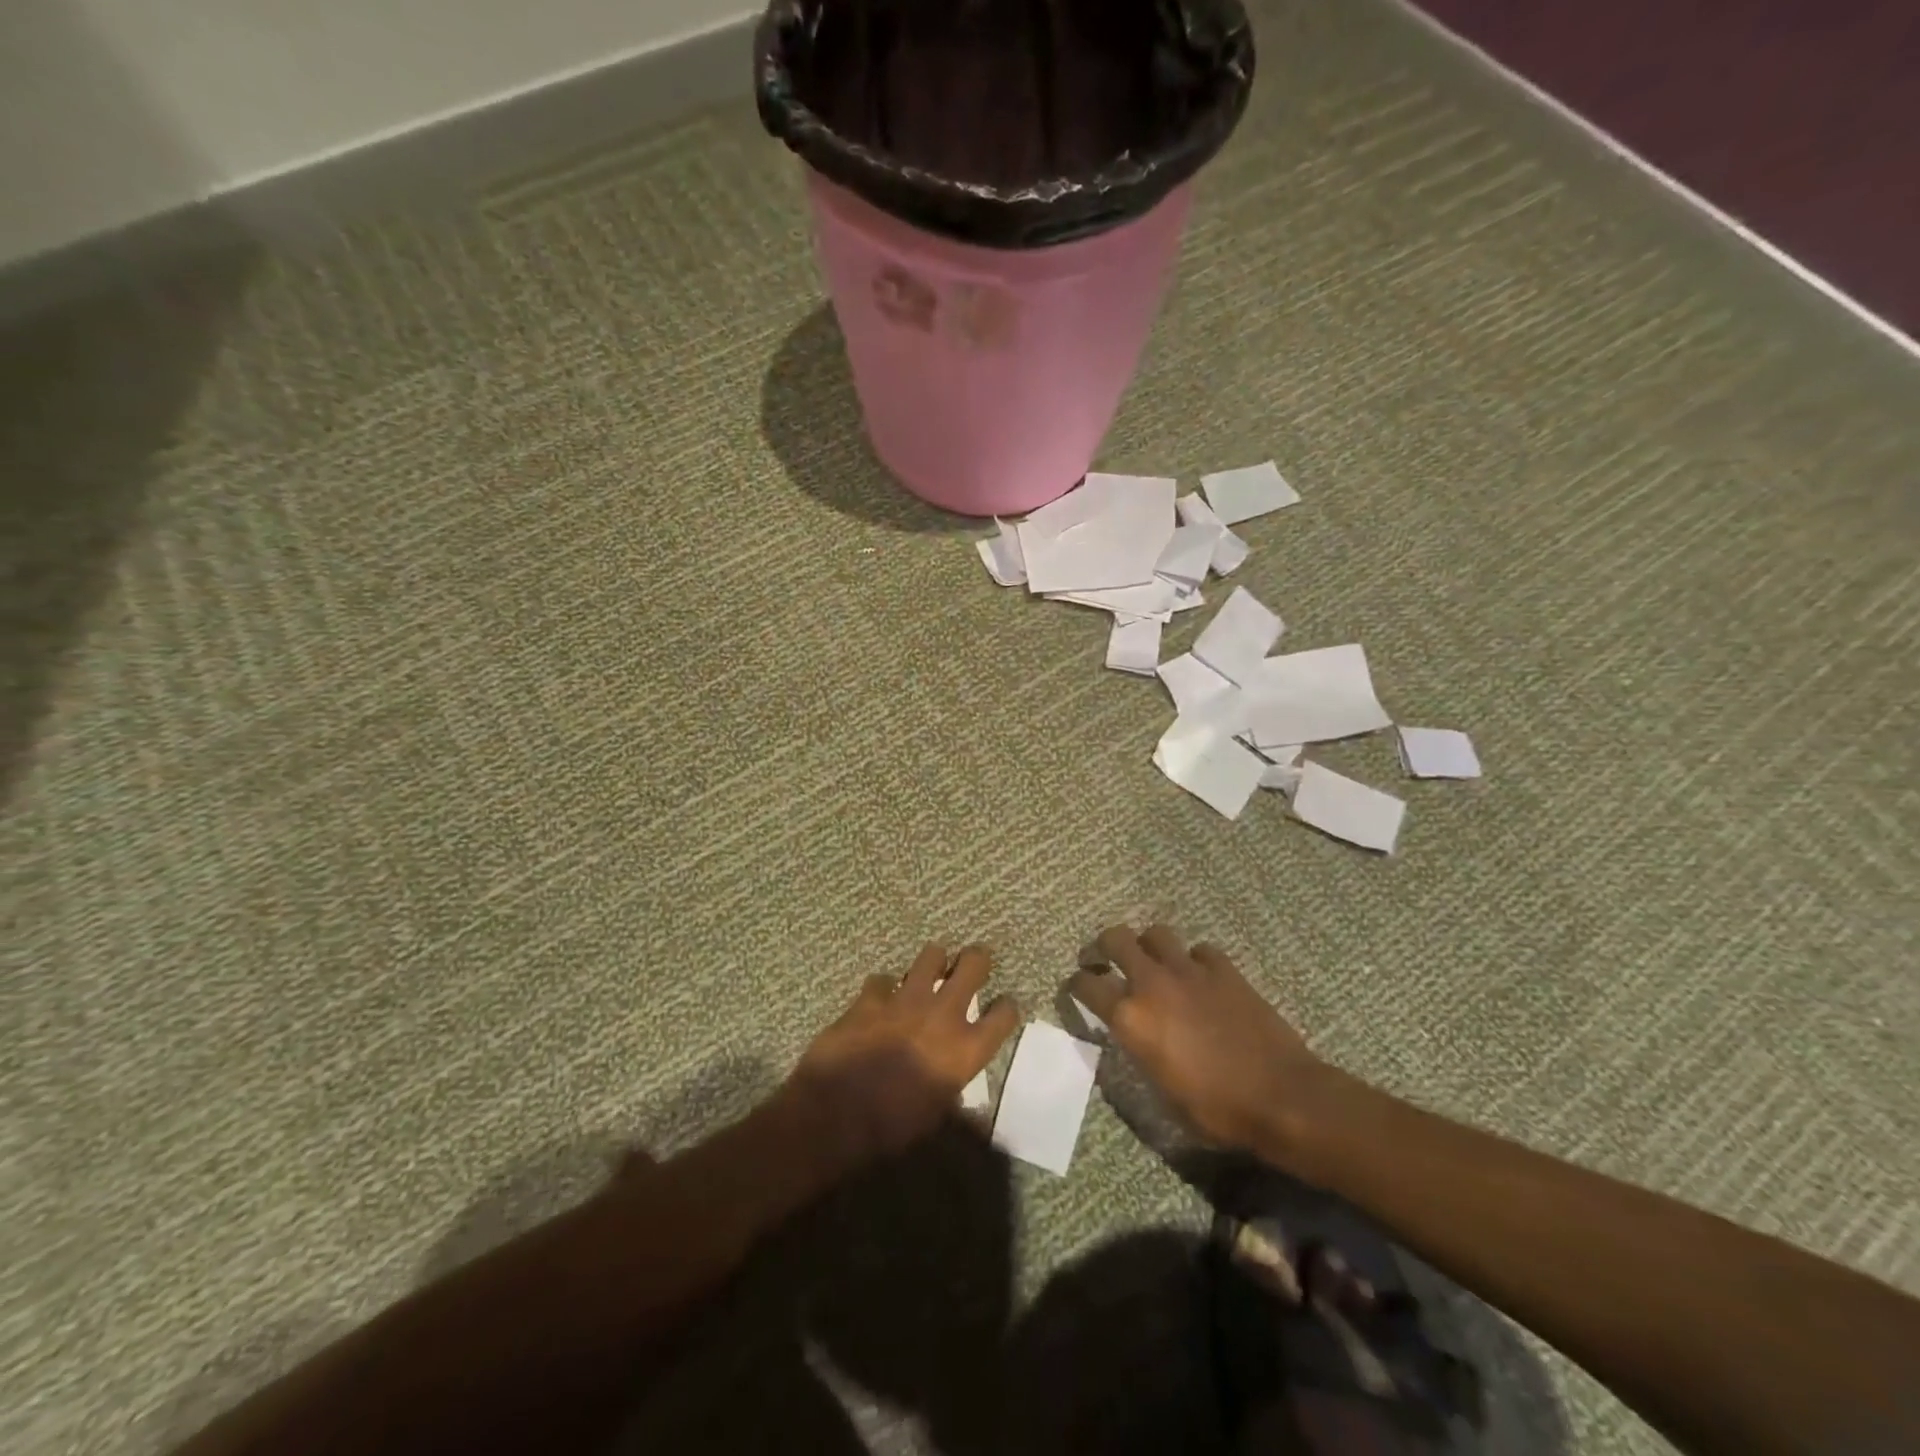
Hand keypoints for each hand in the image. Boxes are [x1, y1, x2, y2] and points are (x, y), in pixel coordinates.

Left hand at [788, 943, 1018, 1167]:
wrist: (836, 1114)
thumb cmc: (892, 1127)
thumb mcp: (935, 1117)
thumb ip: (952, 1093)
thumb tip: (959, 1096)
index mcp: (965, 1049)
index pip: (1004, 1015)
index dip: (1005, 1008)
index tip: (1001, 1008)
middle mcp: (942, 1014)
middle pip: (974, 964)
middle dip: (976, 959)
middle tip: (971, 964)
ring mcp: (905, 999)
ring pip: (931, 955)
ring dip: (932, 962)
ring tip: (928, 973)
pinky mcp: (870, 997)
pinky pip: (882, 979)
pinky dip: (883, 988)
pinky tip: (879, 999)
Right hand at [1070, 924, 1334, 1168]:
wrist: (1280, 1097)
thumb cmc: (1216, 1109)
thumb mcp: (1161, 1091)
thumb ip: (1139, 1050)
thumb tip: (1134, 1035)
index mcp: (1131, 1017)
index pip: (1086, 985)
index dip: (1076, 984)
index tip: (1076, 987)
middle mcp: (1153, 983)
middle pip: (1115, 939)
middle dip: (1103, 946)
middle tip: (1104, 958)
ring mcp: (1190, 971)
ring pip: (1156, 933)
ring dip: (1149, 945)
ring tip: (1153, 961)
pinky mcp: (1225, 970)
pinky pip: (1200, 950)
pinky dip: (1194, 960)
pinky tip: (1200, 977)